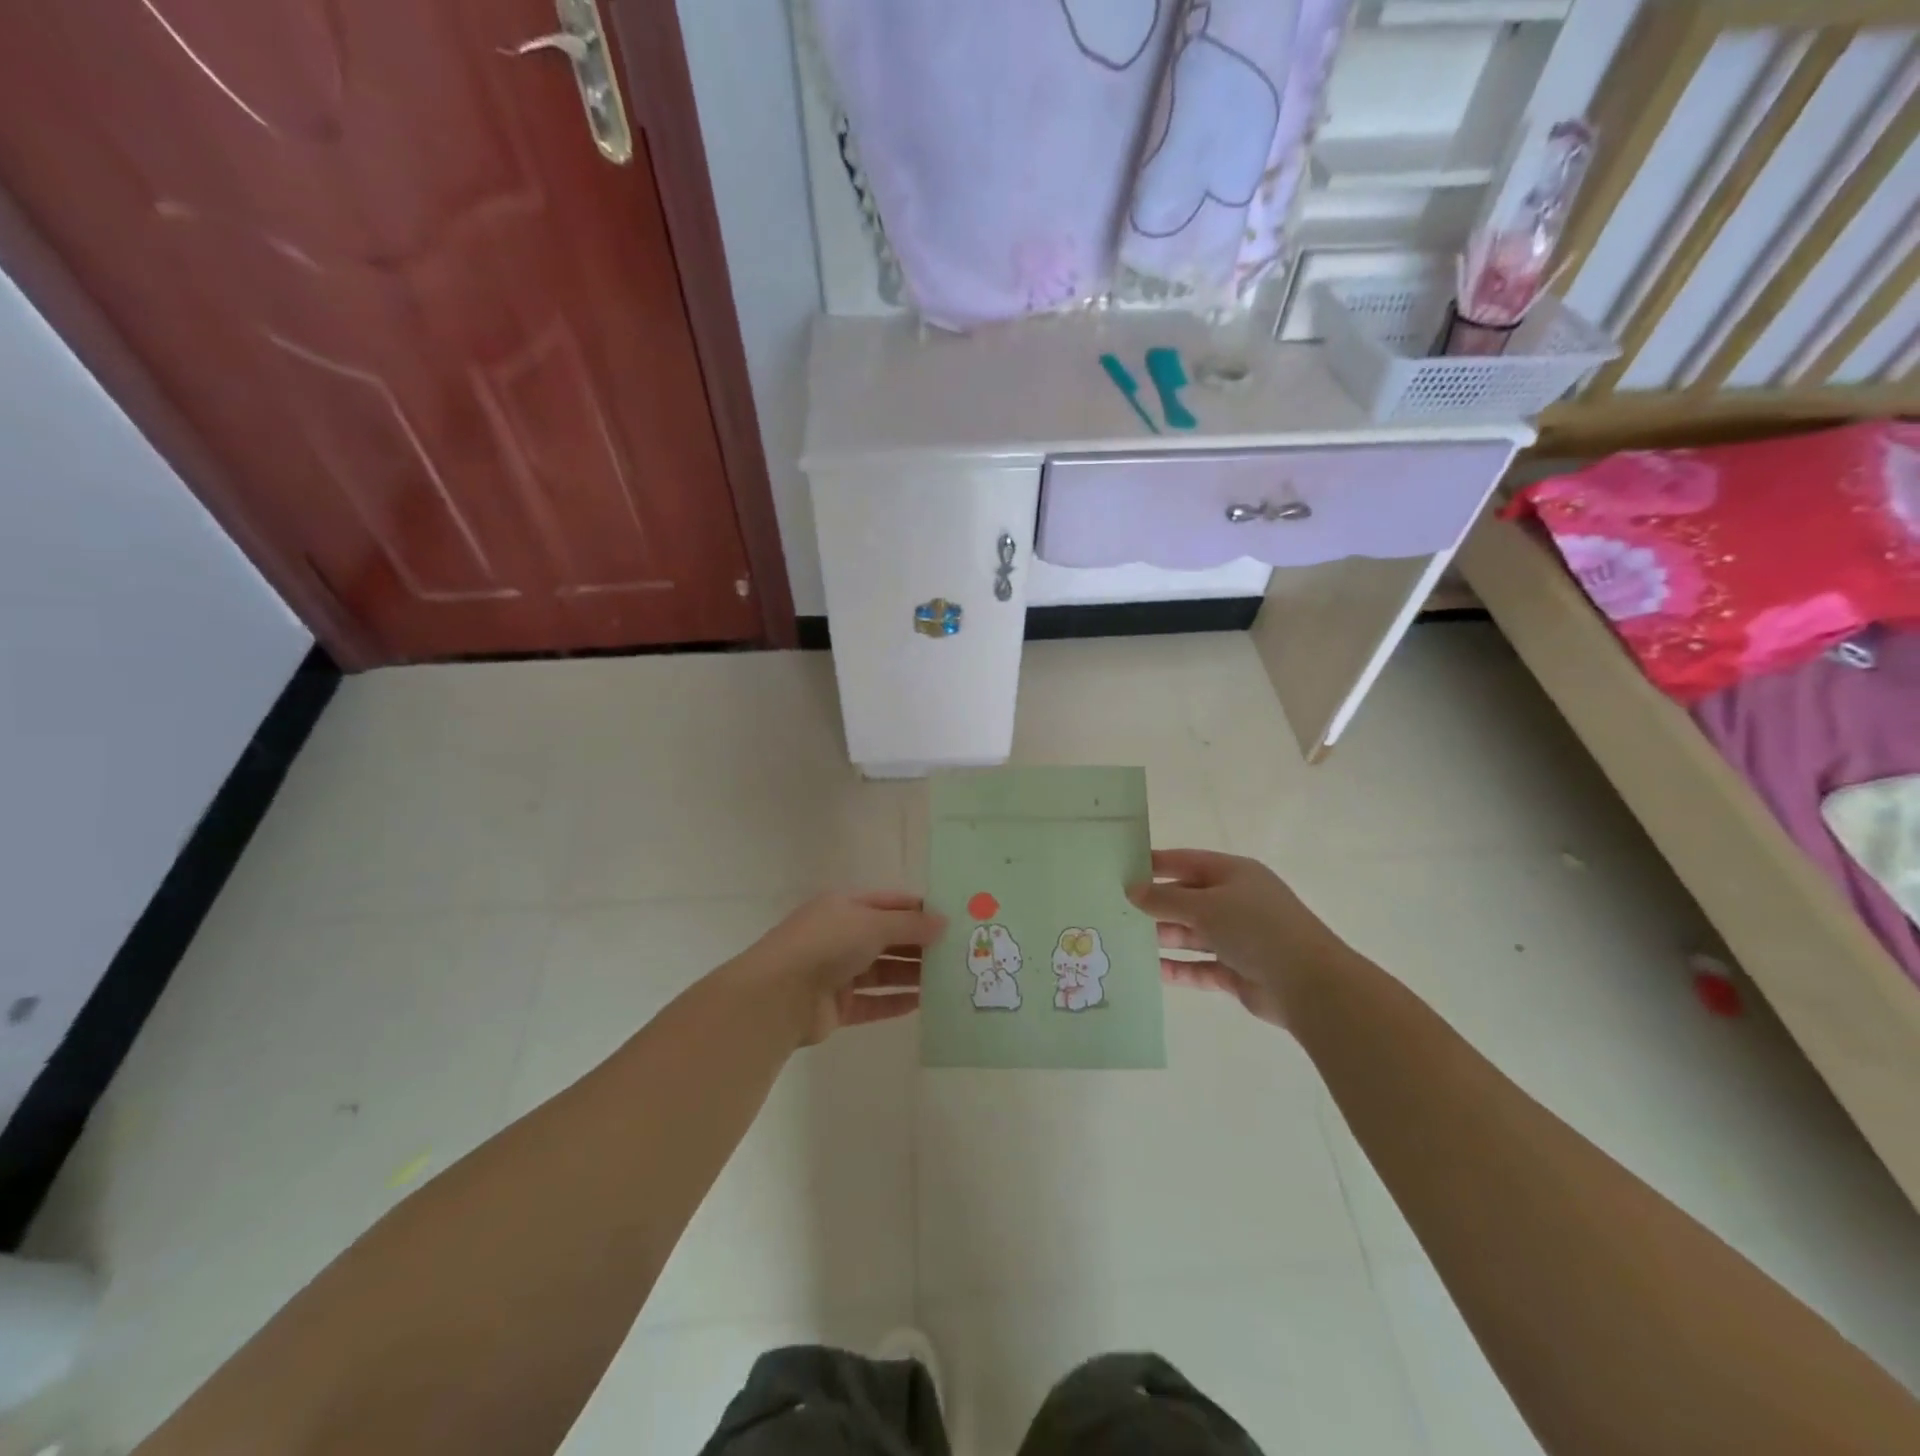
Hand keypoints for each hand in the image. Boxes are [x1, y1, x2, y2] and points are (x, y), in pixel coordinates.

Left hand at [739, 891, 945, 1045]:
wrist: (778, 995)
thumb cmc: (827, 944)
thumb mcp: (873, 923)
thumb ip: (910, 925)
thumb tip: (943, 923)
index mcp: (844, 906)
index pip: (889, 903)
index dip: (919, 910)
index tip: (952, 920)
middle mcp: (841, 936)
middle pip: (888, 938)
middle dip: (920, 945)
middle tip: (958, 953)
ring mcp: (837, 972)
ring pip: (883, 971)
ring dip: (912, 975)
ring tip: (948, 980)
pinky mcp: (837, 1006)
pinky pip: (873, 1003)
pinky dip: (895, 1003)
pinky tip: (923, 1004)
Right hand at [1126, 848, 1348, 1029]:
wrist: (1309, 984)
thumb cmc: (1256, 928)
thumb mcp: (1205, 906)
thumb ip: (1165, 899)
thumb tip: (1132, 890)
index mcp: (1234, 874)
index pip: (1186, 862)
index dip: (1155, 864)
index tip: (1120, 868)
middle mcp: (1236, 902)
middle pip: (1187, 899)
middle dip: (1154, 905)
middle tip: (1114, 910)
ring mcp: (1238, 938)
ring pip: (1192, 934)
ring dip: (1163, 937)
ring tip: (1125, 941)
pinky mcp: (1237, 972)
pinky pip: (1200, 966)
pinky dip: (1178, 968)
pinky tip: (1151, 970)